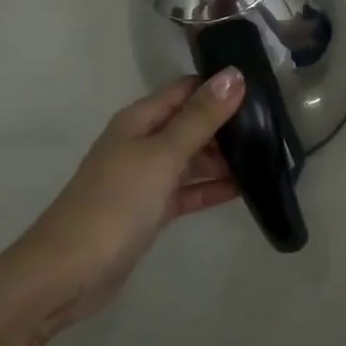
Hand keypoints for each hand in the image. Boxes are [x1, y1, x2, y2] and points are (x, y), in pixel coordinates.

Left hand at [3, 70, 246, 324]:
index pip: (187, 90)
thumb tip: (234, 74)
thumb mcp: (163, 155)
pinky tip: (248, 188)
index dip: (221, 85)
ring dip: (226, 157)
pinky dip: (214, 187)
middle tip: (276, 125)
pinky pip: (191, 189)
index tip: (264, 87)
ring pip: (194, 158)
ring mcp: (147, 177)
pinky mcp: (153, 209)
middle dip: (229, 123)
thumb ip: (200, 118)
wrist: (70, 271)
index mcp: (140, 120)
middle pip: (192, 123)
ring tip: (271, 155)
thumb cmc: (116, 203)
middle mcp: (143, 142)